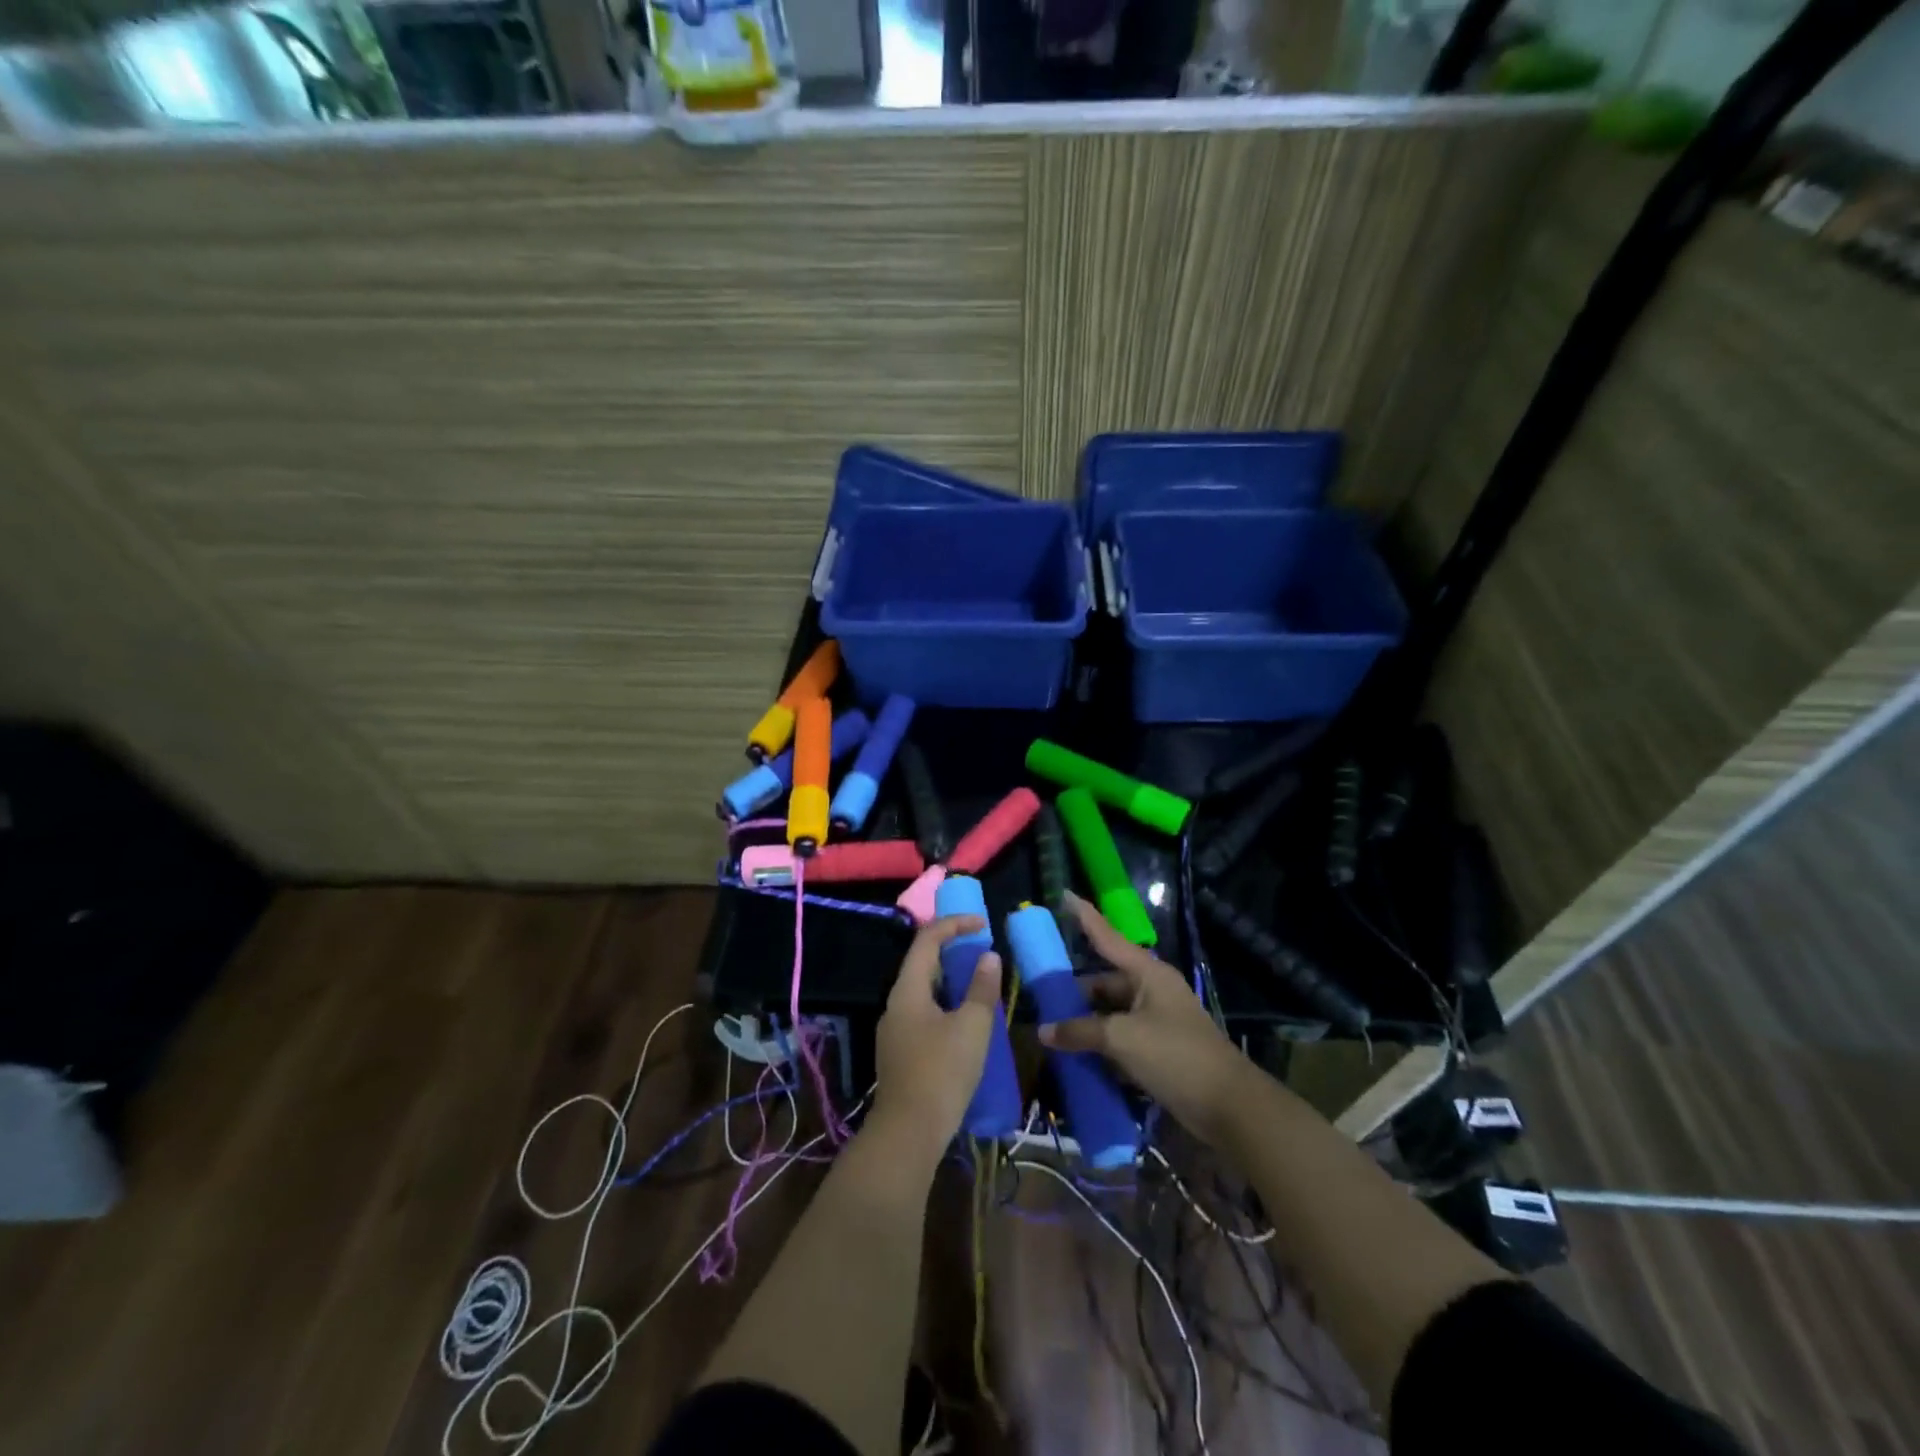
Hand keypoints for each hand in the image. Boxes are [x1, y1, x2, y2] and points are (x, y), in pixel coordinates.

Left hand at [870, 914, 1002, 1162]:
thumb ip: (981, 988)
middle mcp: (895, 1004)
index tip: (983, 924)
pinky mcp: (901, 1052)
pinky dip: (945, 1003)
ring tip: (979, 980)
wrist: (909, 1133)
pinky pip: (923, 1013)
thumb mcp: (971, 1027)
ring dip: (950, 978)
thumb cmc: (942, 1072)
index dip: (954, 925)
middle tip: (982, 948)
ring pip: (923, 990)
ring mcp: (895, 1030)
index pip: (927, 940)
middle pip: (921, 963)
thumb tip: (988, 957)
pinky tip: (965, 1018)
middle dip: (952, 949)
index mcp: (907, 990)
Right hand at [1038, 892, 1249, 1144]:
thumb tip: (1044, 1031)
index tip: (1064, 895)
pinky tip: (1075, 1054)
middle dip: (1075, 989)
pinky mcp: (1159, 1049)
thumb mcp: (1122, 1039)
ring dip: (1085, 1021)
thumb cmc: (1175, 1056)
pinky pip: (1120, 1038)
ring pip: (1111, 1012)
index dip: (1085, 917)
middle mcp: (1152, 990)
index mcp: (1148, 974)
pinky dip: (1100, 1044)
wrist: (1228, 1107)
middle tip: (1041, 995)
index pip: (1108, 937)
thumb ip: (1081, 1032)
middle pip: (1105, 981)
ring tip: (1051, 1027)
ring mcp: (1157, 1021)